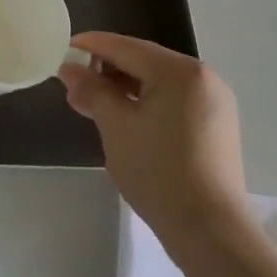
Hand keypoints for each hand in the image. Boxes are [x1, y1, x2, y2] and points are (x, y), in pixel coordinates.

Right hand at [58, 33, 249, 244]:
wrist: (210, 230)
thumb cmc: (158, 171)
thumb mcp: (115, 126)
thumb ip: (91, 90)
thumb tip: (69, 68)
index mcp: (180, 71)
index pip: (125, 47)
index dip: (90, 46)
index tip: (61, 50)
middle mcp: (202, 77)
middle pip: (143, 61)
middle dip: (105, 72)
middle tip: (72, 88)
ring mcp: (213, 102)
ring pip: (157, 82)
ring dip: (122, 89)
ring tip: (91, 107)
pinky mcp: (215, 125)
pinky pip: (172, 100)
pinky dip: (144, 103)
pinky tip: (121, 119)